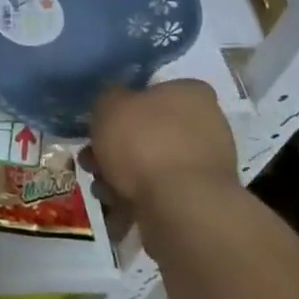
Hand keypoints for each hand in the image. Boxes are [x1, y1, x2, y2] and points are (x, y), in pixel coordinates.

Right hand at [88, 80, 240, 209]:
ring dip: (122, 175)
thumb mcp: (109, 104)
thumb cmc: (144, 141)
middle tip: (91, 159)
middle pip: (150, 130)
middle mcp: (207, 124)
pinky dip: (138, 199)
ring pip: (153, 163)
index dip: (125, 104)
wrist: (180, 207)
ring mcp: (207, 166)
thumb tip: (115, 103)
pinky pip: (162, 193)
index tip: (104, 121)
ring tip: (100, 188)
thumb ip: (109, 98)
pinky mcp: (202, 201)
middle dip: (117, 147)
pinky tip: (117, 208)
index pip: (156, 89)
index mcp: (191, 93)